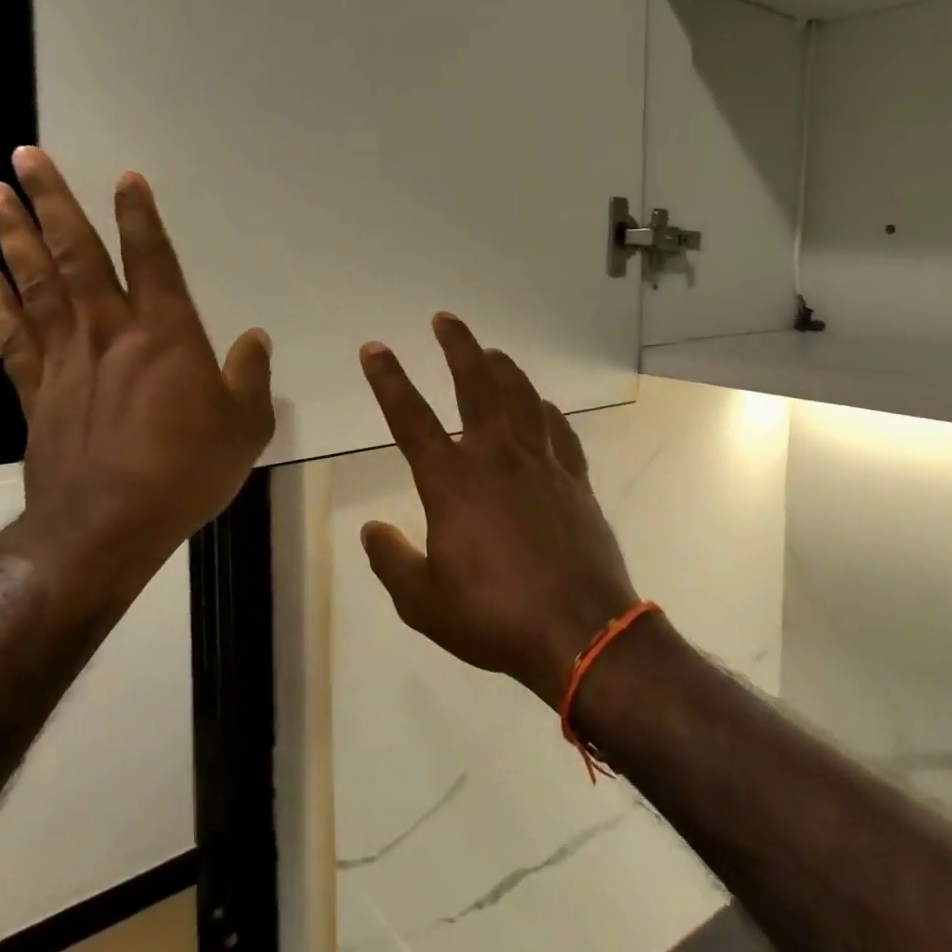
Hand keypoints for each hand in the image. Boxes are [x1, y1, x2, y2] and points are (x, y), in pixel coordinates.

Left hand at [0, 147, 274, 599]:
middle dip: (52, 203)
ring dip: (12, 235)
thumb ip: (251, 376)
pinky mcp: (36, 391)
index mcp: (167, 335)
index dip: (139, 217)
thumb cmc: (188, 470)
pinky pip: (10, 335)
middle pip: (76, 256)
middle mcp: (111, 332)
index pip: (152, 260)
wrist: (108, 525)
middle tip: (24, 156)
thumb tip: (255, 339)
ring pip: (35, 284)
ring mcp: (65, 359)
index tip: (124, 179)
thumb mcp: (246, 425)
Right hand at [358, 314, 639, 706]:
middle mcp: (497, 458)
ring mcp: (542, 463)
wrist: (580, 631)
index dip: (389, 380)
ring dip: (503, 368)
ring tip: (491, 350)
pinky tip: (543, 406)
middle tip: (445, 319)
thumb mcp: (423, 602)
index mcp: (453, 482)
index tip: (375, 349)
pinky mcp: (575, 479)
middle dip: (457, 347)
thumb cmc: (494, 617)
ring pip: (522, 397)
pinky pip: (560, 430)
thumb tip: (371, 529)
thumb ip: (391, 560)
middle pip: (476, 385)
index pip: (411, 418)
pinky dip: (547, 411)